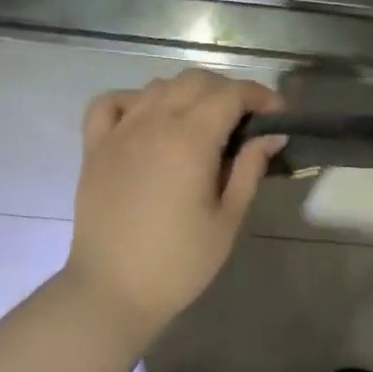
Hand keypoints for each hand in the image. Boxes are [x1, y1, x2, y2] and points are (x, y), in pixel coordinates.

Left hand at [64, 70, 285, 340]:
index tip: (278, 116)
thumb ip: (250, 169)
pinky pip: (110, 103)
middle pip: (195, 81)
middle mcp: (153, 123)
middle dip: (227, 92)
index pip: (231, 94)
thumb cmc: (179, 262)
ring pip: (157, 86)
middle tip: (245, 123)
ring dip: (187, 94)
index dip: (260, 96)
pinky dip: (133, 100)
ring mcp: (119, 132)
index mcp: (190, 140)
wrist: (113, 290)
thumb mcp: (228, 219)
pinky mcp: (94, 147)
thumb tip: (272, 134)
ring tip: (202, 125)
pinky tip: (147, 120)